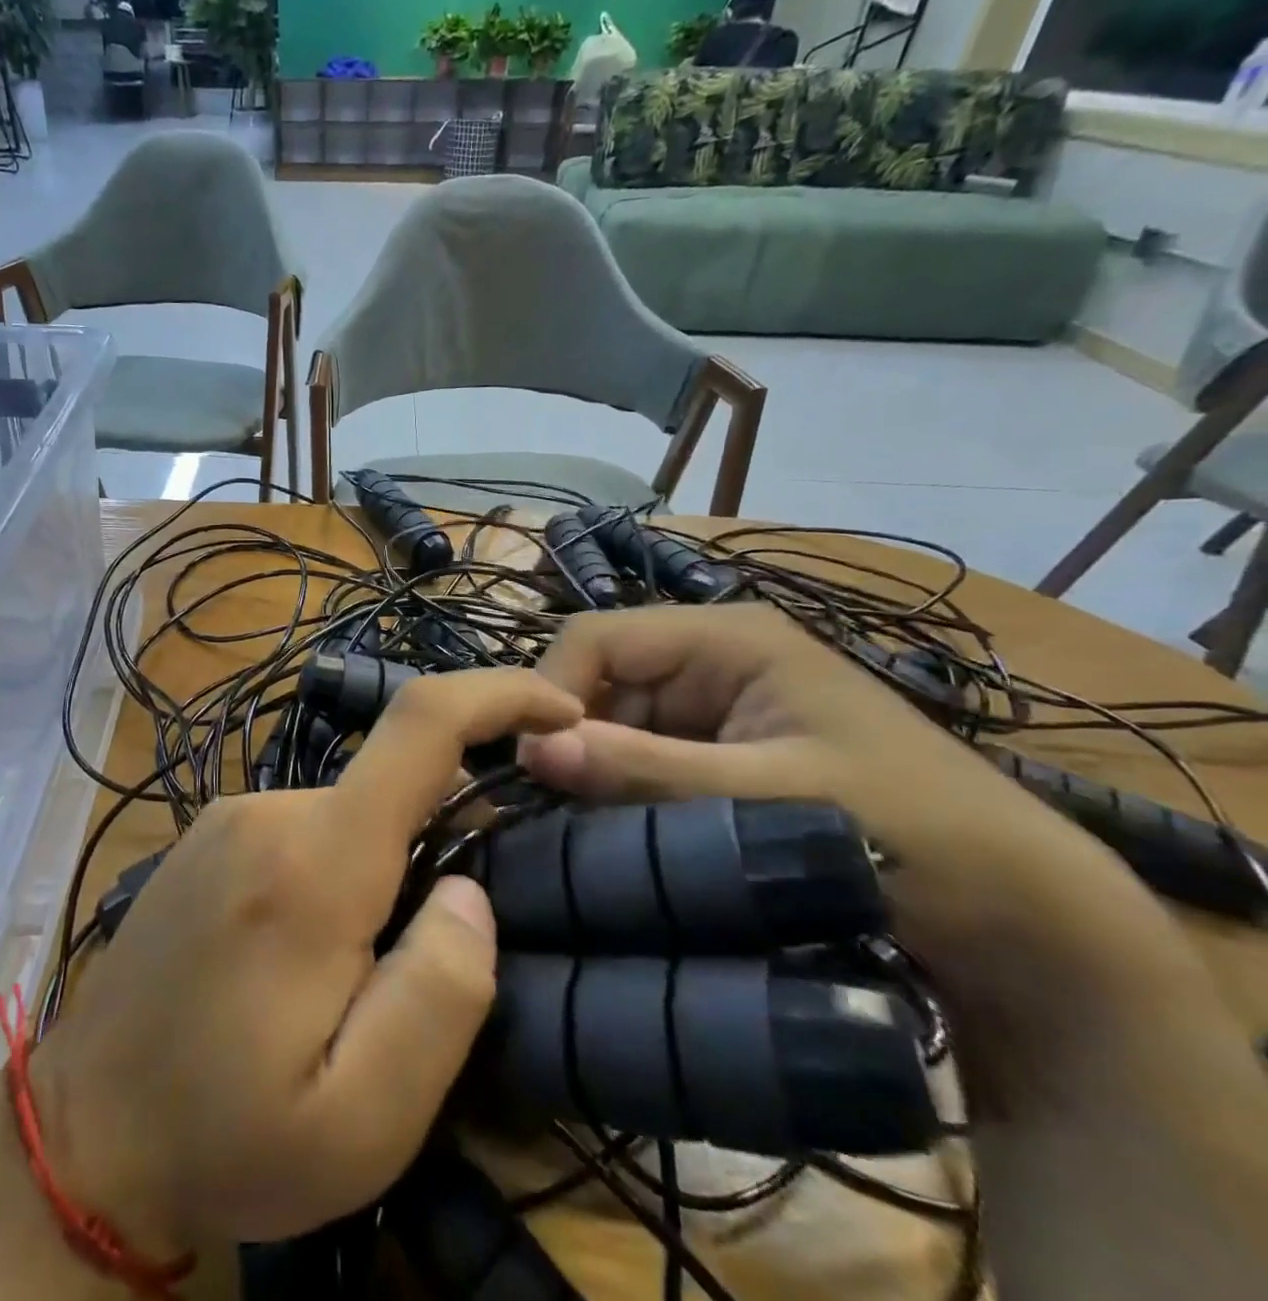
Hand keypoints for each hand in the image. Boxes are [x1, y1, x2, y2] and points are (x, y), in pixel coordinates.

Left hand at [31, 669, 582, 1253]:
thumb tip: (470, 889)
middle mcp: (270, 810)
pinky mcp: (210, 837)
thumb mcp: (361, 1121)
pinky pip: (307, 829)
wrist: (80, 1139)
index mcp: (314, 860)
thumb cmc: (224, 1139)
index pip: (419, 724)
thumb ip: (439, 996)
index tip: (561, 710)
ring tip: (359, 981)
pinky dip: (342, 870)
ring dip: (385, 871)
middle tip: (432, 957)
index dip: (499, 695)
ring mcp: (231, 817)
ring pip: (351, 814)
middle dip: (441, 843)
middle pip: (391, 787)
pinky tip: (310, 961)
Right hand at [515, 606, 1199, 1018]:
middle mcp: (710, 661)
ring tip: (574, 832)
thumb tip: (531, 748)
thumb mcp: (768, 795)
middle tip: (548, 813)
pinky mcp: (719, 756)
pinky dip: (617, 795)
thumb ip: (645, 769)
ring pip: (614, 726)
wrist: (1023, 917)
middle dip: (571, 740)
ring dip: (591, 773)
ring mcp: (714, 710)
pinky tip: (609, 837)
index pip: (597, 638)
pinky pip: (641, 762)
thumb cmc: (911, 832)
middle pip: (600, 682)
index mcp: (725, 637)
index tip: (532, 766)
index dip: (553, 689)